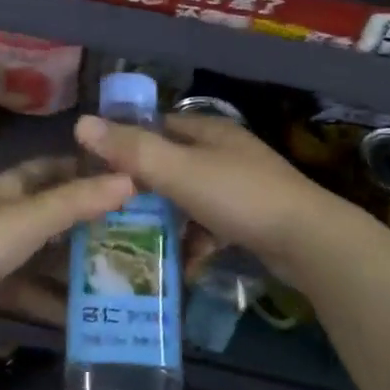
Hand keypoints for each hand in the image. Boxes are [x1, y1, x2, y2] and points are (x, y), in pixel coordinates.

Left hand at [0, 157, 133, 345]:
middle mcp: (5, 216)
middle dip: (89, 225)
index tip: (124, 180)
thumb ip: (78, 201)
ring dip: (76, 267)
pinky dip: (55, 302)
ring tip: (122, 279)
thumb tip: (131, 179)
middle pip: (54, 216)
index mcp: (10, 189)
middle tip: (135, 236)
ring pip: (46, 257)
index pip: (52, 169)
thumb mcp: (30, 219)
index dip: (84, 171)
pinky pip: (32, 291)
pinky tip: (87, 317)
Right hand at [73, 113, 346, 275]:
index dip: (127, 146)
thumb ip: (131, 150)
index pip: (158, 127)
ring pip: (189, 199)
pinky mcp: (252, 219)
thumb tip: (81, 123)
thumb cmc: (239, 196)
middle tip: (113, 216)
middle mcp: (224, 152)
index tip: (99, 172)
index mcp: (208, 131)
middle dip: (144, 191)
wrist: (308, 241)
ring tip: (139, 246)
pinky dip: (194, 243)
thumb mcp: (178, 171)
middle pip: (172, 166)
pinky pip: (210, 227)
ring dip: (168, 222)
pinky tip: (180, 266)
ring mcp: (241, 186)